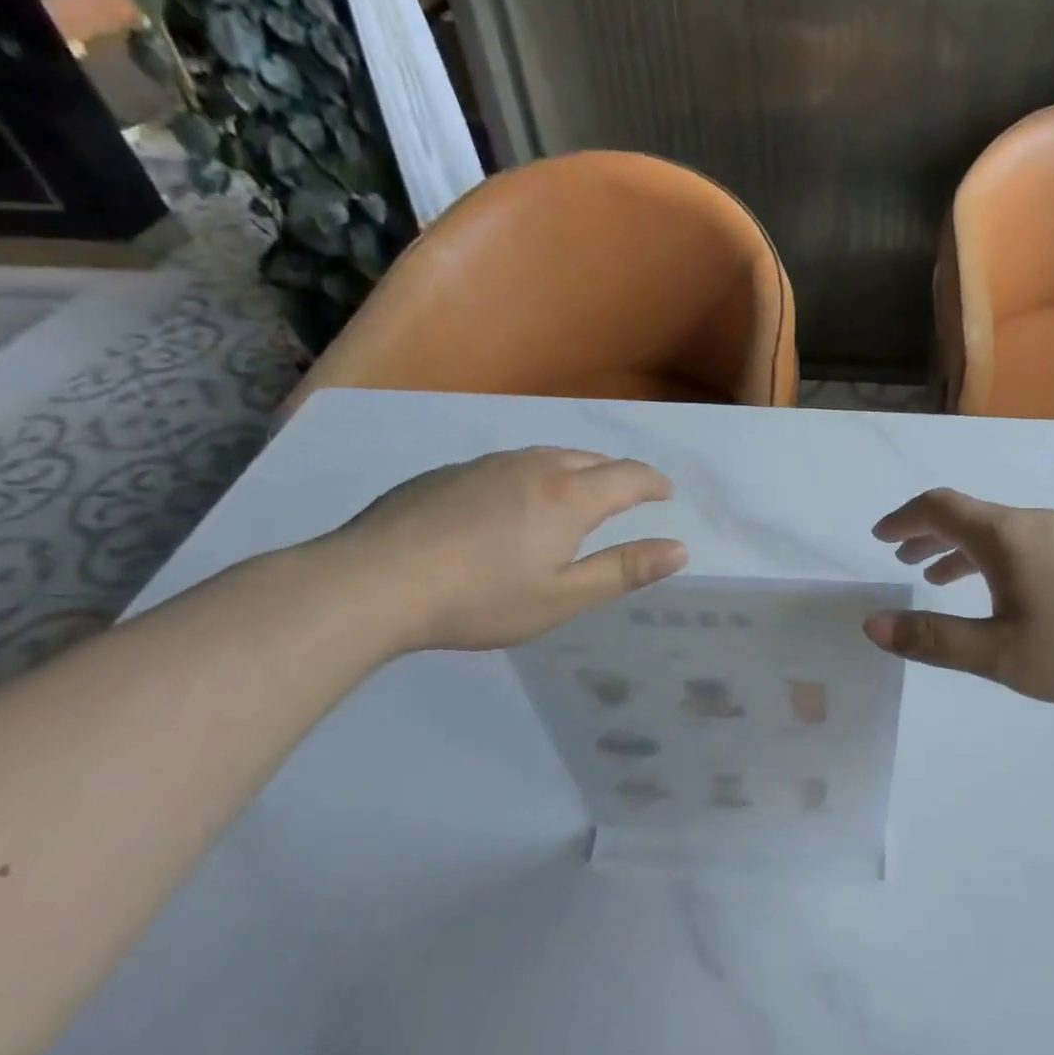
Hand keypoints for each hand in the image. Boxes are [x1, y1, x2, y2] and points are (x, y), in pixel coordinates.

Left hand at [325, 448, 687, 652]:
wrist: (373, 582)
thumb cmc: (481, 598)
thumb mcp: (563, 597)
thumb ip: (624, 571)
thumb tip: (680, 549)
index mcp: (570, 497)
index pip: (629, 476)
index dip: (653, 483)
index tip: (666, 493)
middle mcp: (534, 467)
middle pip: (590, 459)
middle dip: (618, 474)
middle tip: (628, 495)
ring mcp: (487, 465)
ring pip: (547, 457)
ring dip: (575, 471)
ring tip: (577, 495)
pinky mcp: (449, 473)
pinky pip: (509, 465)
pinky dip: (532, 477)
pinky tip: (512, 505)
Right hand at [863, 489, 1053, 708]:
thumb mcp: (999, 653)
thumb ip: (933, 639)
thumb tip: (872, 624)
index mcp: (1004, 536)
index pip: (938, 508)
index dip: (903, 520)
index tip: (880, 538)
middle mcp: (1033, 522)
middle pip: (968, 515)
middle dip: (928, 534)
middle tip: (903, 559)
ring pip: (999, 531)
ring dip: (961, 549)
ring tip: (941, 578)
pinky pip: (1026, 543)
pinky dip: (994, 558)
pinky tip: (1005, 592)